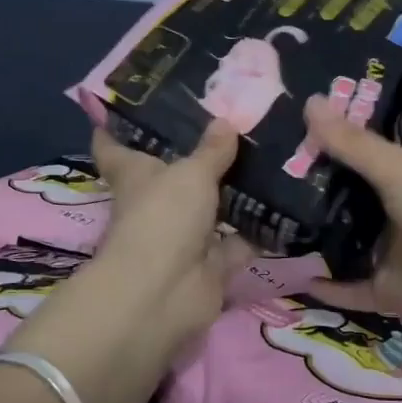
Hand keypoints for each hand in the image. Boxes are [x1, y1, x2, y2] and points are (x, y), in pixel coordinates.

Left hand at [86, 121, 255, 352]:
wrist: (165, 293)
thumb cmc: (163, 218)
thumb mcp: (191, 174)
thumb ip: (212, 151)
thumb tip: (225, 121)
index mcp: (136, 176)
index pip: (115, 149)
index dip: (115, 129)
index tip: (125, 109)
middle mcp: (157, 204)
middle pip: (174, 175)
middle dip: (197, 156)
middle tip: (232, 125)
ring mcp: (184, 236)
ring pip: (212, 208)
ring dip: (236, 193)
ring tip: (270, 160)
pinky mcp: (211, 264)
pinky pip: (239, 242)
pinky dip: (259, 230)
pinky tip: (287, 207)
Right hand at [300, 99, 401, 341]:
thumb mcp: (397, 167)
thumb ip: (352, 141)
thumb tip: (309, 102)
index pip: (397, 130)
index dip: (370, 117)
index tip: (327, 107)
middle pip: (361, 182)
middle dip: (326, 174)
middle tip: (278, 159)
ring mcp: (394, 246)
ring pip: (350, 234)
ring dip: (319, 227)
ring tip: (272, 210)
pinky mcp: (385, 285)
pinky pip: (349, 285)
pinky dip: (326, 284)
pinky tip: (292, 274)